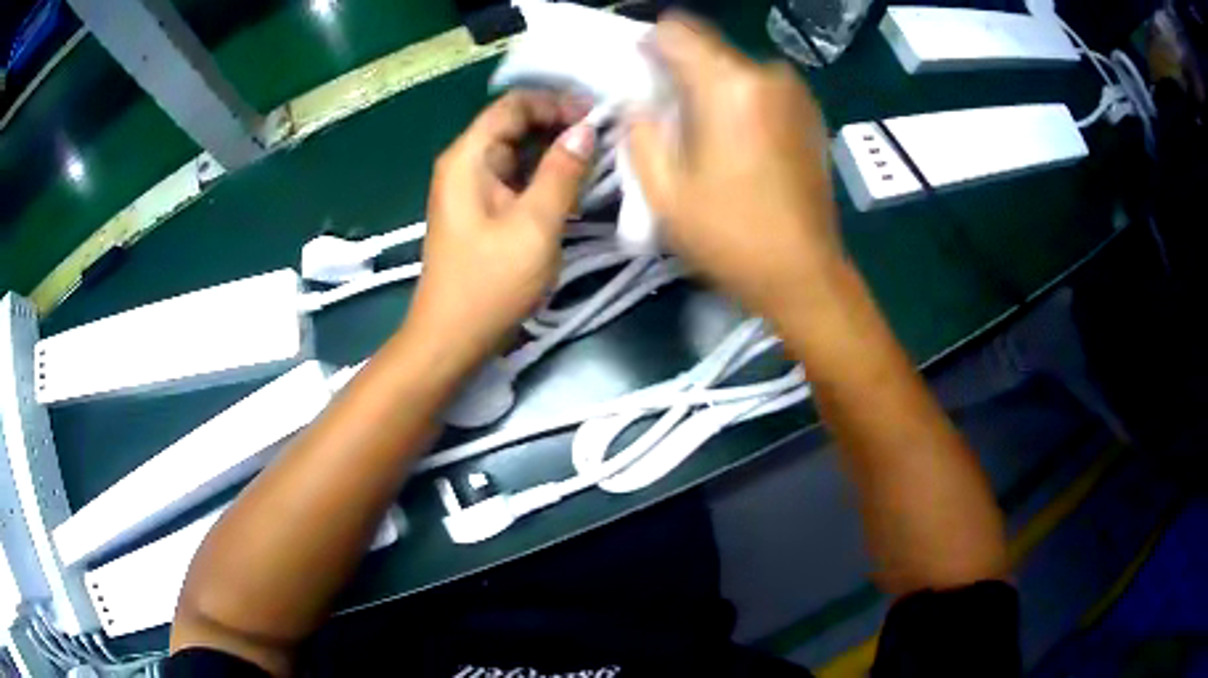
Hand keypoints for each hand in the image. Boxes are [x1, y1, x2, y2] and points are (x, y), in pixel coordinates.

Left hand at [409, 91, 594, 370]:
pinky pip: (517, 178)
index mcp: (469, 157)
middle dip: (560, 124)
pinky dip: (545, 175)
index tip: (597, 117)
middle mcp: (466, 163)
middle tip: (605, 138)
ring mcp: (473, 187)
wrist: (452, 338)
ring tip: (599, 159)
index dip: (556, 102)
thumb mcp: (534, 225)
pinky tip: (575, 185)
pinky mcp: (482, 209)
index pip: (514, 105)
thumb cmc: (490, 283)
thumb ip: (562, 173)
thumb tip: (586, 130)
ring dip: (556, 151)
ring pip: (519, 152)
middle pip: (516, 124)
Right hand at [628, 14, 841, 320]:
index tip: (642, 79)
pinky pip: (761, 88)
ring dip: (711, 89)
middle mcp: (768, 74)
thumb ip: (639, 128)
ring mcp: (796, 92)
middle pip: (707, 48)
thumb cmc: (730, 237)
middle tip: (669, 118)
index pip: (676, 29)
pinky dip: (741, 101)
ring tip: (705, 137)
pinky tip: (739, 145)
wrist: (804, 274)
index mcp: (729, 85)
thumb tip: (639, 98)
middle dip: (681, 72)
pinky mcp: (811, 112)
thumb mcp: (663, 190)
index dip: (651, 46)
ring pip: (734, 68)